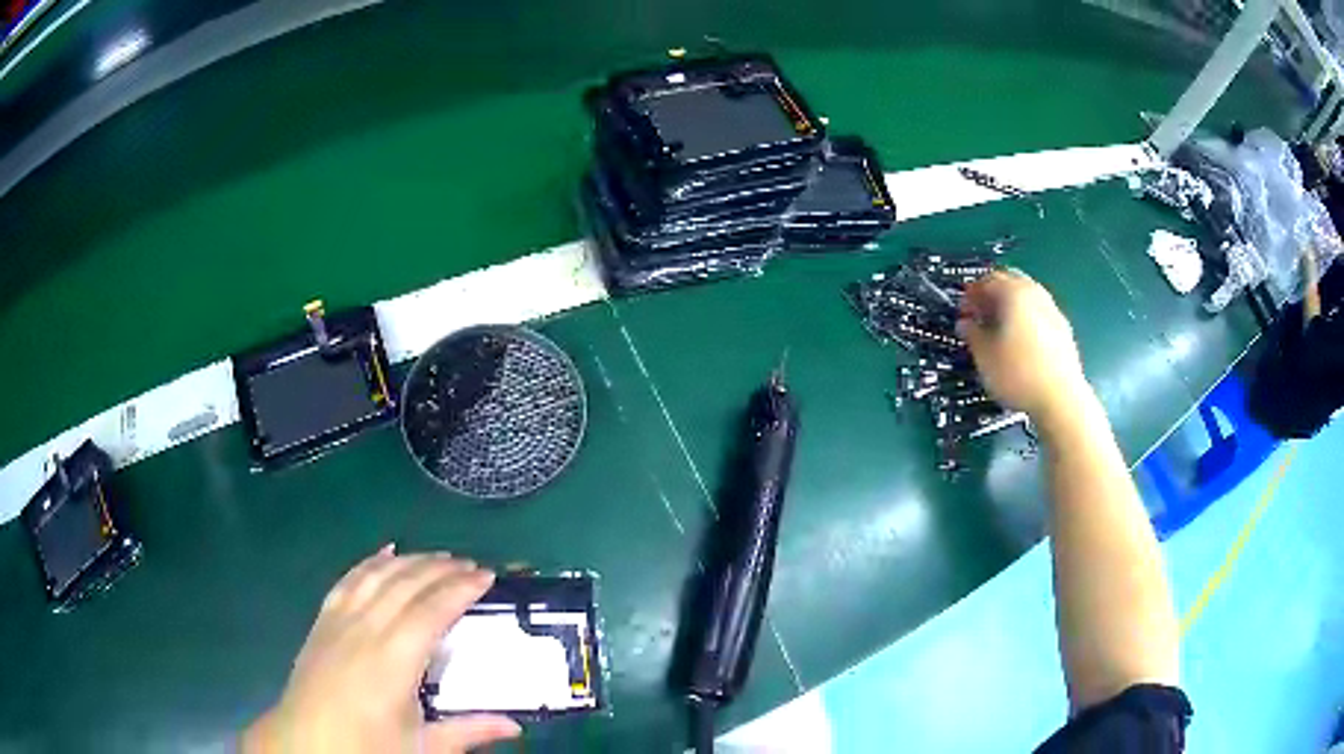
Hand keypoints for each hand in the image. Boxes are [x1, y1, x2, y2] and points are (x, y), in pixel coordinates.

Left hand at [243, 546, 519, 752]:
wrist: (306, 743)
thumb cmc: (366, 746)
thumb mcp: (422, 747)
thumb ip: (468, 731)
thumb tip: (515, 726)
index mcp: (393, 661)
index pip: (431, 611)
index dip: (460, 589)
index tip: (486, 575)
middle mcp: (365, 630)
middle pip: (405, 584)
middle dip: (441, 569)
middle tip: (471, 564)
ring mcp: (339, 621)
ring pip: (377, 575)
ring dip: (409, 561)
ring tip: (437, 557)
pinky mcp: (322, 621)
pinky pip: (348, 580)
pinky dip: (370, 562)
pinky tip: (385, 553)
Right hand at [957, 270, 1089, 423]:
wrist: (1061, 400)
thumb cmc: (1018, 374)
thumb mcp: (984, 356)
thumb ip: (972, 333)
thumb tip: (965, 324)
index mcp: (1013, 292)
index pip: (986, 280)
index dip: (971, 294)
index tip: (962, 311)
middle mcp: (1035, 293)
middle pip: (1010, 282)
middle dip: (992, 295)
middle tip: (980, 316)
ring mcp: (1052, 310)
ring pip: (1026, 297)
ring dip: (1010, 307)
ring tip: (999, 331)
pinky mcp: (1063, 329)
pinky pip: (1038, 314)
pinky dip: (1026, 320)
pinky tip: (1020, 343)